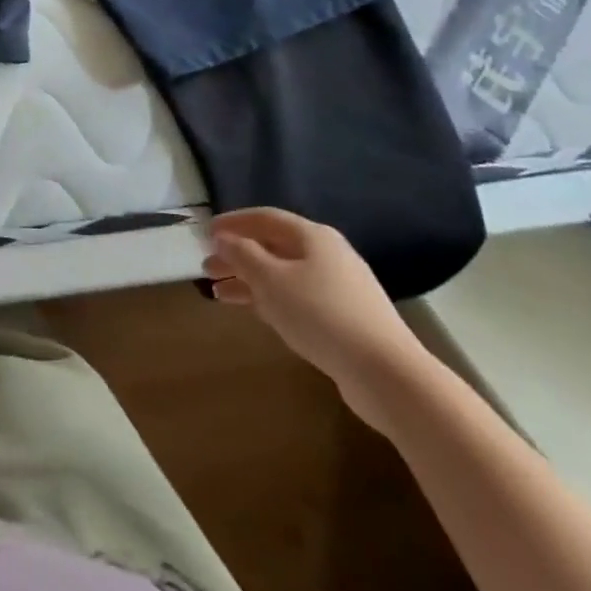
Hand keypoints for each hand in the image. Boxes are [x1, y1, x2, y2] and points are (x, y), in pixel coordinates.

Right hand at [205, 209, 429, 431]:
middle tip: (207, 268)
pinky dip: (270, 299)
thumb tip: (224, 238)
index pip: (264, 218)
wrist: (385, 373)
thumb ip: (242, 254)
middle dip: (237, 256)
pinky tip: (254, 311)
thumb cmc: (320, 314)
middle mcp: (328, 255)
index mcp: (313, 236)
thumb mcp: (270, 279)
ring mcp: (339, 287)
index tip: (205, 232)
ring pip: (282, 274)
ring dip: (249, 280)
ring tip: (219, 293)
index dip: (232, 222)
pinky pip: (297, 297)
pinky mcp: (344, 317)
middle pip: (273, 247)